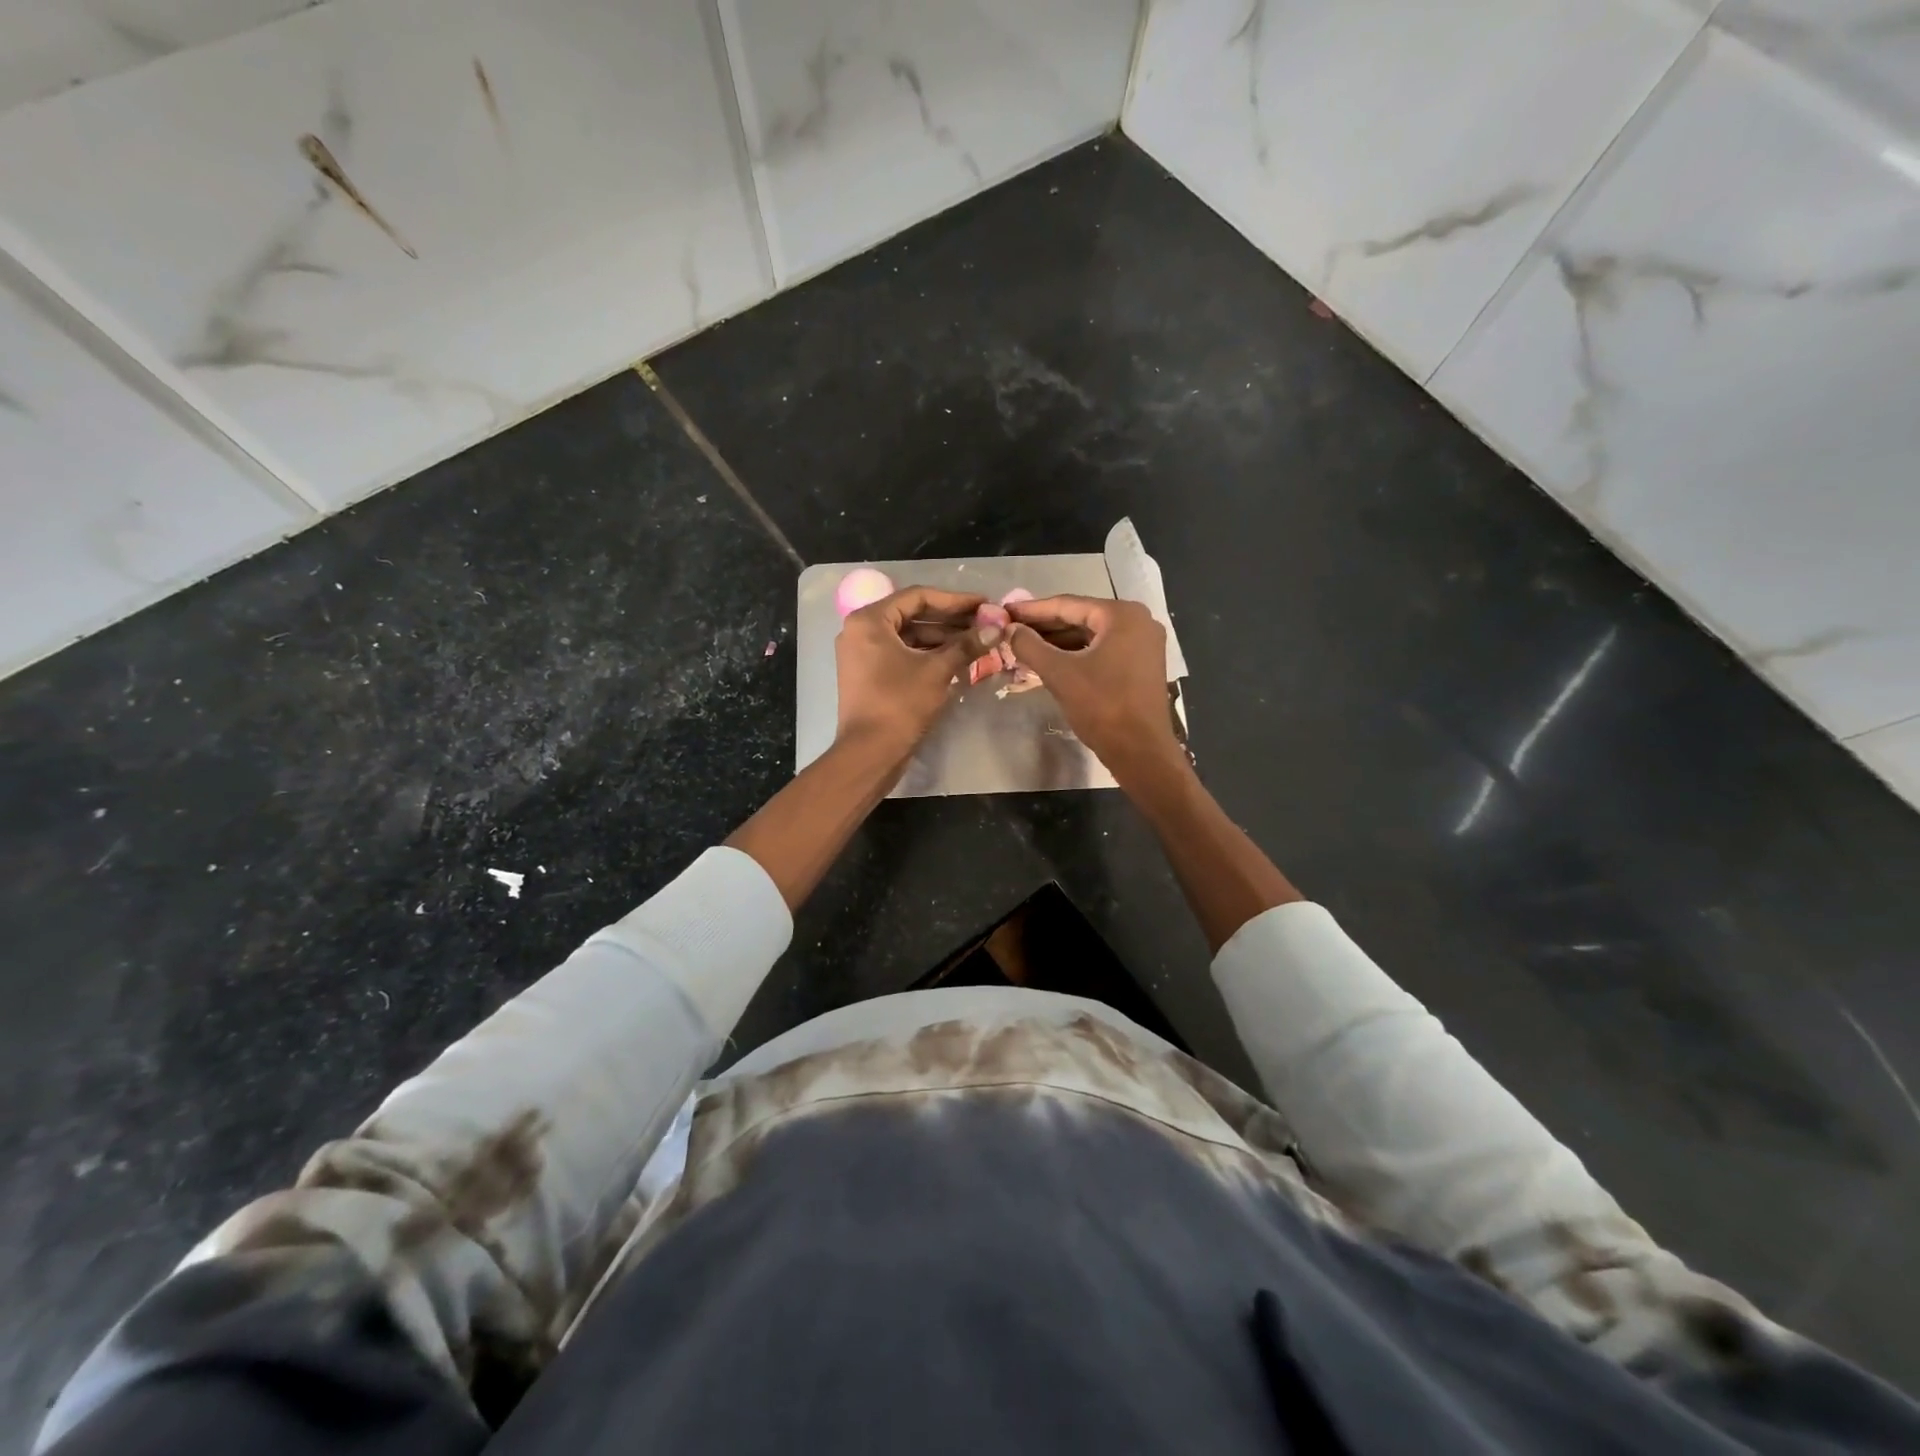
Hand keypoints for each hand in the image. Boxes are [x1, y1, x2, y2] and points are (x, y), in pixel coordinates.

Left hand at [836, 585, 992, 760]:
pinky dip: (928, 654)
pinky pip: (902, 654)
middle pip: (912, 615)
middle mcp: (860, 631)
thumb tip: (997, 628)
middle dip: (950, 620)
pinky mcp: (868, 674)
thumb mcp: (937, 670)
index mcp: (869, 620)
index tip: (984, 604)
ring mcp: (862, 654)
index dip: (955, 600)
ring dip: (942, 638)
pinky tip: (957, 659)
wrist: (870, 753)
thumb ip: (966, 645)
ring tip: (977, 642)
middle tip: (984, 623)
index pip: (918, 597)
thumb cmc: (900, 704)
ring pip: (909, 636)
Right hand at [1005, 595, 1184, 783]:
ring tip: (1024, 645)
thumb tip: (1010, 629)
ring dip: (1058, 642)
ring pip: (1090, 636)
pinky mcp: (1140, 665)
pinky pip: (1102, 651)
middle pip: (1081, 618)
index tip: (1006, 610)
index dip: (1032, 609)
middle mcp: (1137, 621)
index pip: (1068, 605)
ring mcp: (1143, 644)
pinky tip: (1049, 661)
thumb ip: (1031, 646)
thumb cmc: (1102, 706)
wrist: (1141, 751)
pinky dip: (1076, 655)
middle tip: (1011, 629)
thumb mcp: (1060, 674)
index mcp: (1122, 615)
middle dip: (1044, 626)